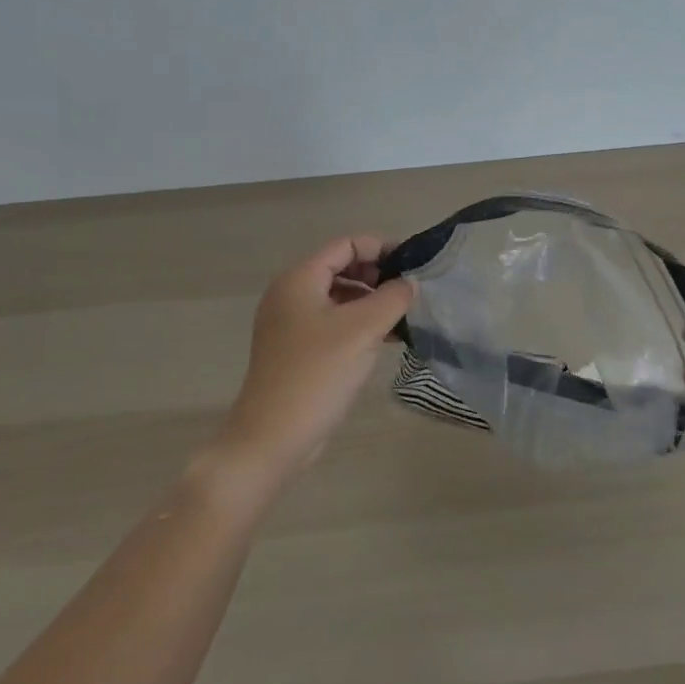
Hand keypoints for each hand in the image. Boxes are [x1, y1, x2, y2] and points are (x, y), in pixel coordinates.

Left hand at [210, 235, 415, 485]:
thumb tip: (410, 284)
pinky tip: (385, 340)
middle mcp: (290, 295)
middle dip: (377, 275)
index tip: (413, 264)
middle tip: (409, 292)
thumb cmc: (317, 374)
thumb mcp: (362, 330)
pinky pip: (333, 323)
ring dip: (371, 301)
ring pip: (338, 297)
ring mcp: (290, 324)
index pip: (345, 245)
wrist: (272, 438)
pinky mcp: (296, 350)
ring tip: (403, 317)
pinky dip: (358, 324)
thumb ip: (392, 298)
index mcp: (299, 280)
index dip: (380, 248)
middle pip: (341, 268)